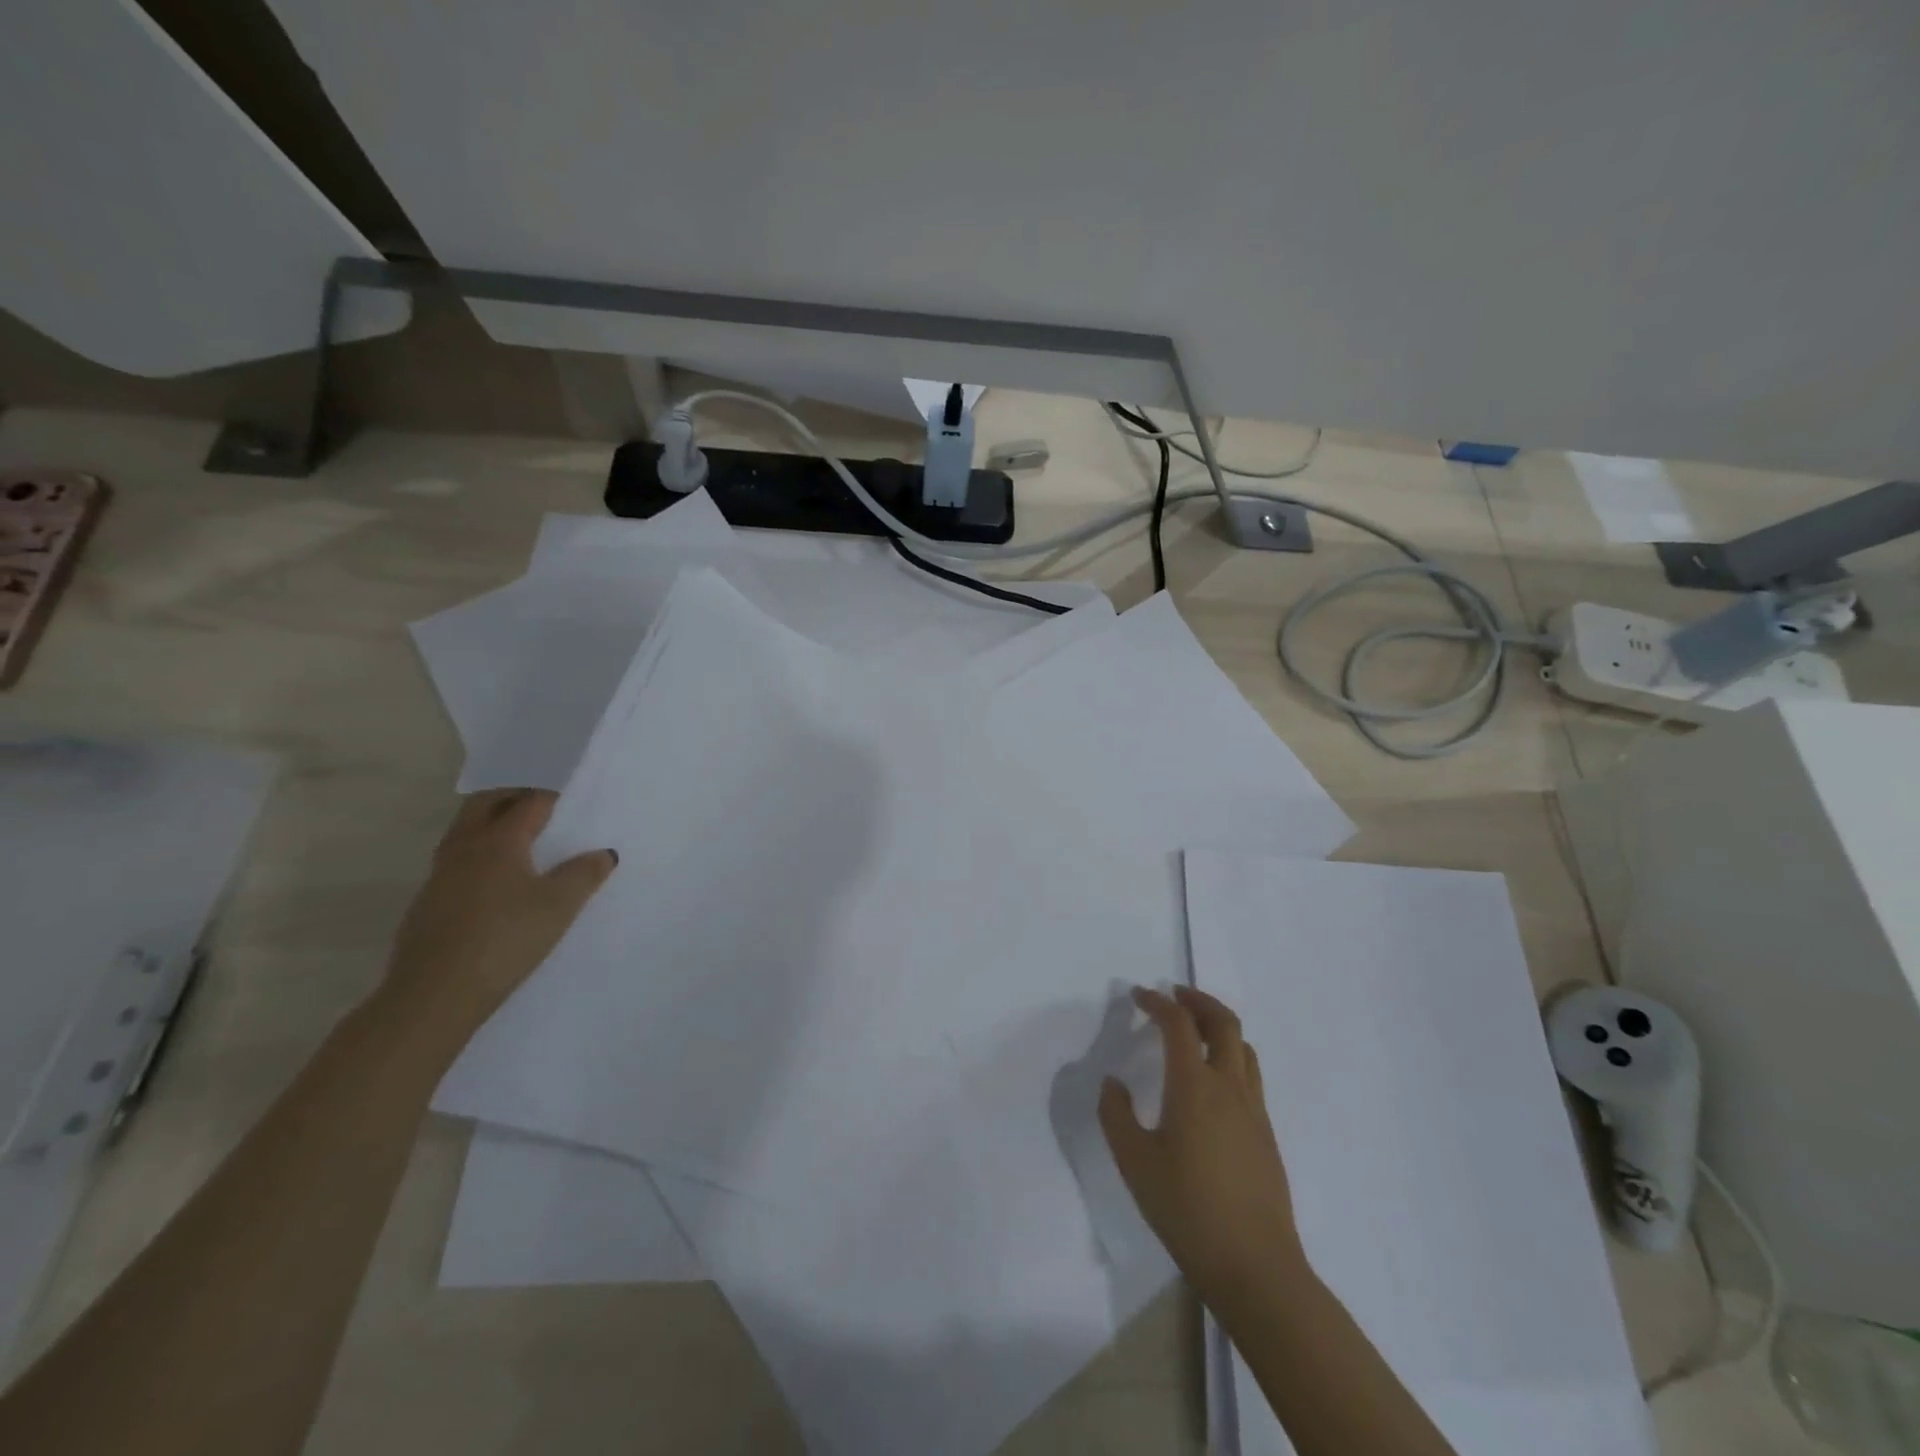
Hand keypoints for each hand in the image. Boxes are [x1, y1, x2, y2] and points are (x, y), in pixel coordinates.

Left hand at [378, 789, 616, 1052]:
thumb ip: (584, 874)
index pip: (530, 802)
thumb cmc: (505, 939)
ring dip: (491, 825)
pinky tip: (497, 883)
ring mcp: (439, 876)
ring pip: (465, 832)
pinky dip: (479, 856)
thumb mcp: (559, 906)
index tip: (574, 801)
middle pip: (485, 804)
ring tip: (523, 841)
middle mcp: (464, 848)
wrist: (434, 995)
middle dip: (513, 797)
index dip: (554, 797)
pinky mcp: (428, 904)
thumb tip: (603, 853)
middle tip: (542, 807)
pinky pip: (457, 862)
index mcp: (498, 840)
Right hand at [1099, 986, 1304, 1303]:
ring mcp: (1254, 1110)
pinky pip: (1250, 1075)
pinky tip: (1212, 1082)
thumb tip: (1113, 1083)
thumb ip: (1116, 1115)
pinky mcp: (1266, 1133)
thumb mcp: (1135, 1163)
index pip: (1178, 1024)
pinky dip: (1230, 1055)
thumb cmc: (1187, 1210)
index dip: (1157, 1002)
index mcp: (1195, 1086)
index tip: (1138, 996)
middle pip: (1223, 1022)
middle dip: (1198, 1000)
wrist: (1256, 1266)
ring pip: (1243, 1047)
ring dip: (1218, 1026)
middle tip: (1174, 994)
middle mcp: (1229, 1087)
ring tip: (1195, 1030)